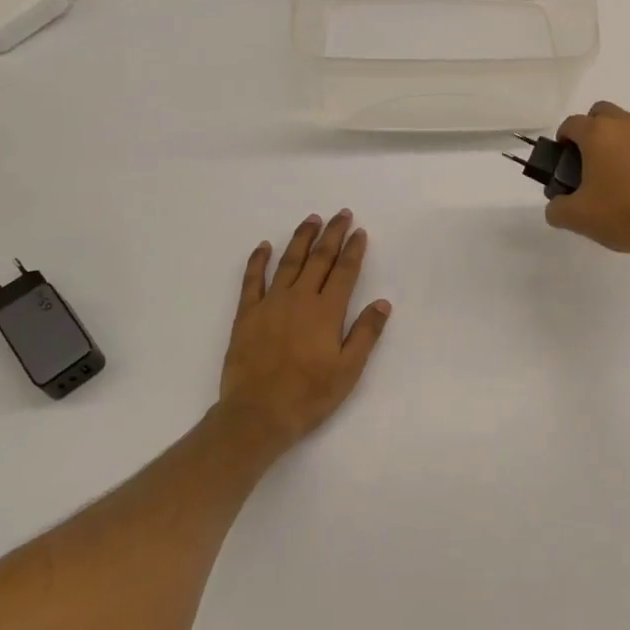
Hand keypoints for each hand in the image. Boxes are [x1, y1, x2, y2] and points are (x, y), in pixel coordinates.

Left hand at [218, 211, 390, 452]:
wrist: (257, 415)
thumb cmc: (309, 396)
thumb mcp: (348, 370)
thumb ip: (365, 333)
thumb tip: (383, 302)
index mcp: (326, 311)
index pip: (344, 271)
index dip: (353, 249)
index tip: (359, 231)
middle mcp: (299, 299)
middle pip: (319, 259)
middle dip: (332, 234)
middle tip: (341, 214)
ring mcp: (270, 304)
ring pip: (289, 262)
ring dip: (301, 238)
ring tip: (311, 220)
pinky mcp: (246, 315)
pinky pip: (252, 280)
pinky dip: (258, 261)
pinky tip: (264, 246)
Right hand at [544, 101, 629, 268]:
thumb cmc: (622, 217)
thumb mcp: (576, 218)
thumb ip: (556, 208)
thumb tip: (557, 205)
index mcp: (599, 134)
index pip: (572, 123)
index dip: (564, 138)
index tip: (565, 158)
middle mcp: (629, 124)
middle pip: (603, 112)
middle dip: (593, 130)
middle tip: (593, 161)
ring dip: (624, 141)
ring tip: (625, 175)